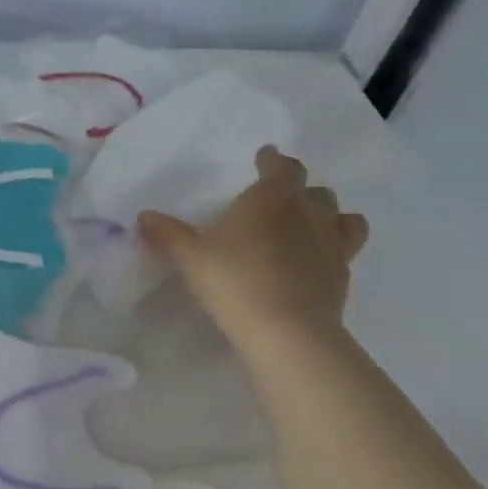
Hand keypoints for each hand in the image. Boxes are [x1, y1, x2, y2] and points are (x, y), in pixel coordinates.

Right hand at [137, 147, 367, 354]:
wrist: (286, 330)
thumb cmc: (234, 281)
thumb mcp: (190, 258)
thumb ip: (168, 234)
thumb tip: (143, 216)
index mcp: (271, 200)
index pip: (283, 168)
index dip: (273, 161)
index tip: (265, 158)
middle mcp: (308, 215)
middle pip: (316, 192)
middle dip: (301, 191)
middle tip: (281, 199)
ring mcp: (332, 245)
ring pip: (343, 218)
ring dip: (329, 216)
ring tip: (310, 226)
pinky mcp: (342, 276)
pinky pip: (344, 251)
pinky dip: (332, 249)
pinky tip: (314, 261)